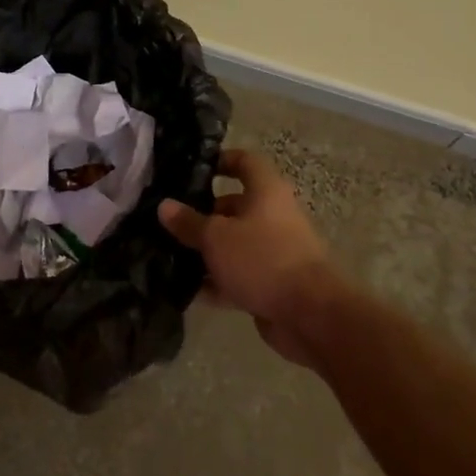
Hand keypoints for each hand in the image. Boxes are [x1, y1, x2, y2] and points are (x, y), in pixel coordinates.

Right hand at [158, 149, 337, 367]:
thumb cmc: (262, 259)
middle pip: (234, 206)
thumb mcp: (216, 237)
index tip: (192, 169)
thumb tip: (164, 205)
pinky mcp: (271, 283)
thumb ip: (189, 222)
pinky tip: (186, 290)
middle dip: (202, 214)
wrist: (310, 315)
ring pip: (234, 244)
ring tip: (168, 255)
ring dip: (206, 251)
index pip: (244, 162)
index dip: (220, 160)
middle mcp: (272, 216)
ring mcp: (273, 251)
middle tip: (169, 221)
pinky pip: (238, 275)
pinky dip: (216, 281)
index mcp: (266, 192)